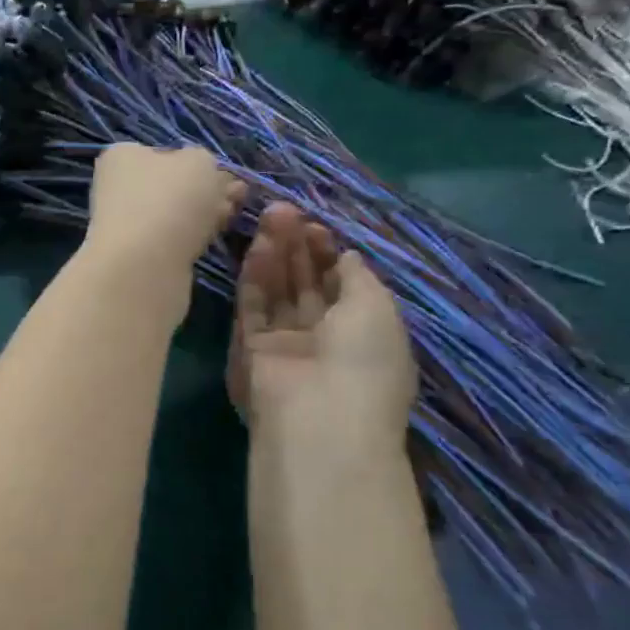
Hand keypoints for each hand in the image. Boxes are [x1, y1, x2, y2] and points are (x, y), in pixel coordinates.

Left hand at [82, 144, 243, 299]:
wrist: (145, 265)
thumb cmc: (171, 199)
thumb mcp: (200, 161)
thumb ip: (207, 162)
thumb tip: (208, 176)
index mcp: (122, 155)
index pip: (165, 153)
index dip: (198, 163)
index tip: (226, 176)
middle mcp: (117, 187)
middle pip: (172, 185)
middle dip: (207, 190)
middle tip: (237, 198)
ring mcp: (124, 224)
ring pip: (174, 213)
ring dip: (204, 214)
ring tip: (230, 218)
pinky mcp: (136, 255)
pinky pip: (172, 239)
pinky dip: (192, 238)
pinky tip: (211, 239)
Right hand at [228, 202, 415, 445]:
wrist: (320, 419)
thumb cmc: (364, 360)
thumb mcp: (377, 307)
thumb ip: (357, 276)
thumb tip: (346, 256)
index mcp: (364, 335)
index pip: (342, 288)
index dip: (329, 256)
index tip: (317, 227)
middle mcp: (324, 340)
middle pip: (306, 285)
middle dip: (299, 248)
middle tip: (285, 210)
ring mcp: (286, 345)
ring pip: (278, 291)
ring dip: (275, 253)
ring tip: (270, 215)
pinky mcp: (252, 349)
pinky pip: (254, 306)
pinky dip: (255, 276)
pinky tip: (258, 245)